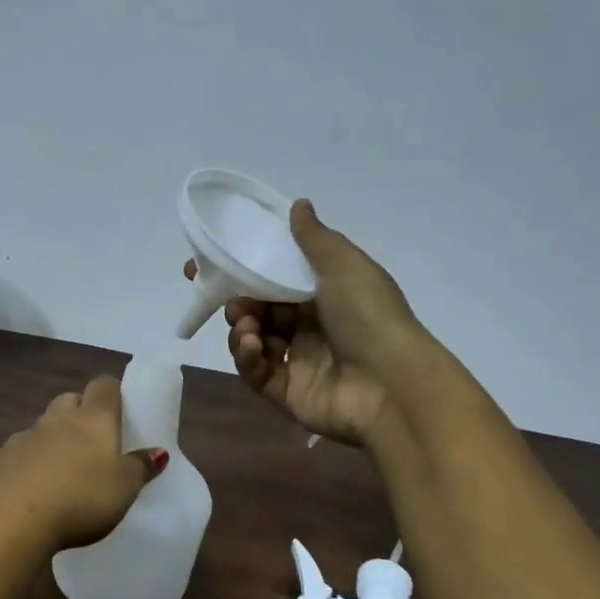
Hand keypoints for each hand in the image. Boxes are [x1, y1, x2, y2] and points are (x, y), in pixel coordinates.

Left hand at [0, 375, 167, 549]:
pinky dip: (27, 464)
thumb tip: (157, 451)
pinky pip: (18, 454)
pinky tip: (32, 492)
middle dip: (79, 413)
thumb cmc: (80, 498)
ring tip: (62, 473)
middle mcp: (56, 419)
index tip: (119, 410)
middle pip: (69, 400)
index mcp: (92, 419)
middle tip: (92, 443)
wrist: (10, 520)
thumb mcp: (123, 489)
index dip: (112, 393)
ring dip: (52, 440)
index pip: (104, 386)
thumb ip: (140, 467)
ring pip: (42, 427)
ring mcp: (23, 437)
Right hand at [189, 199, 430, 446]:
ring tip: (245, 328)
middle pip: (260, 310)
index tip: (207, 266)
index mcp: (325, 295)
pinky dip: (249, 358)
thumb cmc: (369, 316)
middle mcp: (311, 327)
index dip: (243, 271)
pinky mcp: (289, 394)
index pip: (276, 279)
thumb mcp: (344, 266)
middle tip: (232, 303)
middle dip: (239, 304)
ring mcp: (300, 363)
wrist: (392, 384)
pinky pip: (258, 374)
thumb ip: (315, 238)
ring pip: (255, 341)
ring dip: (242, 331)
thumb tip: (298, 205)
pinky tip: (252, 347)